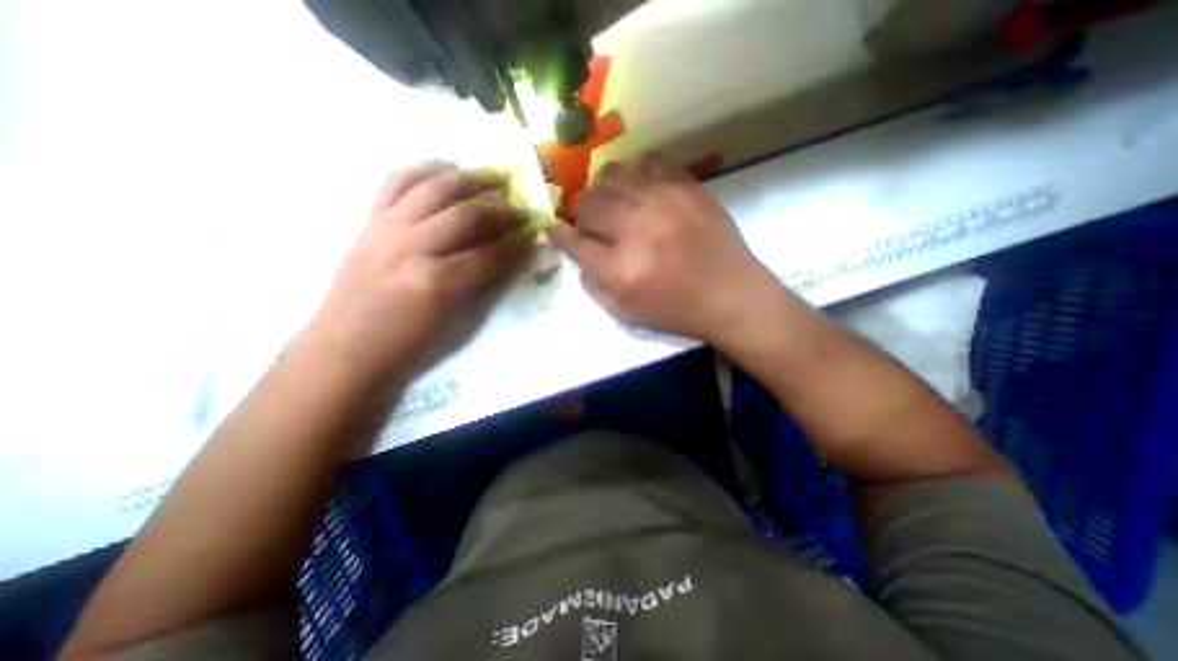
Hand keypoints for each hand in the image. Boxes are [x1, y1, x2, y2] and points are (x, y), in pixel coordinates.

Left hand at [310, 161, 536, 385]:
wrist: (344, 348)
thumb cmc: (406, 345)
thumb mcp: (452, 322)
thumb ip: (480, 284)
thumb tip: (503, 256)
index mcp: (437, 282)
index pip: (489, 254)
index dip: (515, 242)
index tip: (533, 231)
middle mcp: (412, 248)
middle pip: (465, 215)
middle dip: (500, 208)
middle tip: (520, 205)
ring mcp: (386, 230)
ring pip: (432, 189)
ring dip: (468, 179)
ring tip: (491, 175)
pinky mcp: (368, 223)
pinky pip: (394, 183)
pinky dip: (421, 169)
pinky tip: (443, 166)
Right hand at [545, 155, 779, 345]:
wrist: (731, 295)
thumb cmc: (676, 310)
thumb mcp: (626, 313)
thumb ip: (593, 285)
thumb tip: (578, 251)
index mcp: (621, 270)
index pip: (573, 241)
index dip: (558, 233)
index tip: (553, 227)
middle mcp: (637, 229)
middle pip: (587, 202)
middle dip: (580, 212)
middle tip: (590, 222)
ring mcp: (664, 201)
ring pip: (611, 174)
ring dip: (603, 190)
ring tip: (613, 204)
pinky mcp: (687, 186)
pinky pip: (647, 163)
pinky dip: (637, 177)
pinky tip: (643, 193)